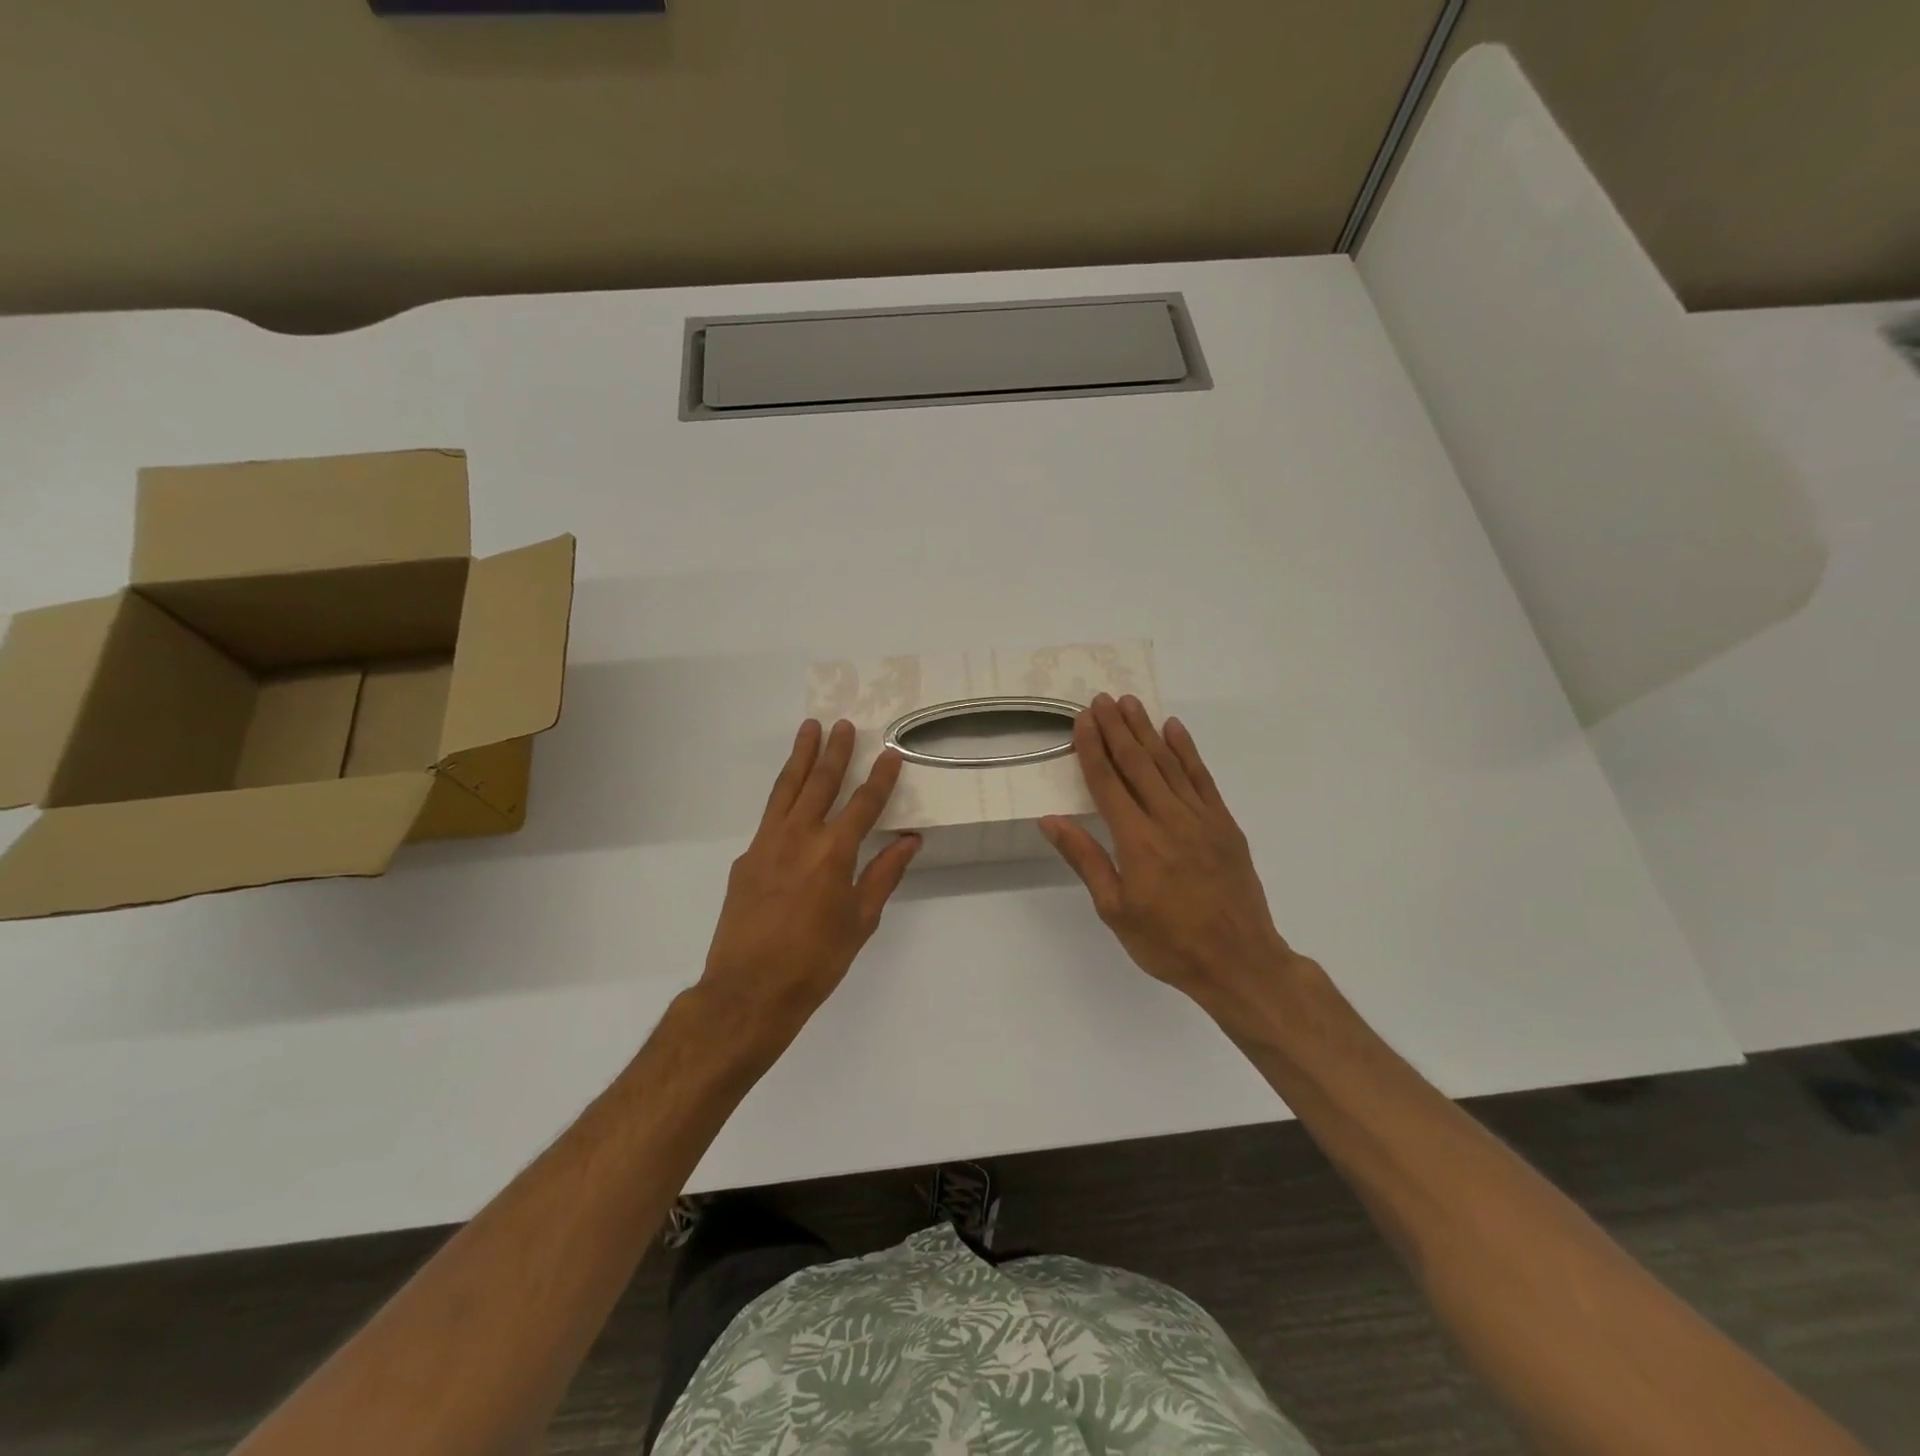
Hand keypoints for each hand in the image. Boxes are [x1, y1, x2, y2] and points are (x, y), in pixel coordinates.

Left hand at [699, 719, 920, 1052]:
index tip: (891, 753)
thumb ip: (884, 875)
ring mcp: (766, 844)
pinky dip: (782, 794)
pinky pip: (769, 815)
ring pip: (786, 789)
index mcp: (834, 853)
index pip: (864, 804)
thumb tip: (910, 841)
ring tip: (809, 729)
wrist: (748, 990)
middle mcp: (799, 837)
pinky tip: (789, 792)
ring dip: (801, 757)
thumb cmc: (815, 961)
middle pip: (820, 783)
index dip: (880, 777)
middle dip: (835, 752)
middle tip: (844, 724)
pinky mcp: (746, 857)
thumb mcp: (861, 921)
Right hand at [1040, 695, 1307, 1033]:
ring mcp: (1201, 819)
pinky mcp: (1225, 825)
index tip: (1082, 719)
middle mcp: (1169, 820)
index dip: (1092, 749)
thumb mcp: (1115, 910)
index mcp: (1137, 842)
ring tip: (1131, 703)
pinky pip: (1203, 779)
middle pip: (1138, 764)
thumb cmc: (1168, 943)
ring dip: (1148, 731)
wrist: (1239, 962)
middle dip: (1117, 729)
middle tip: (1102, 698)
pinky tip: (1175, 730)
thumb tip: (1052, 819)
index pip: (1108, 783)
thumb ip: (1086, 859)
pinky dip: (1188, 752)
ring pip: (1169, 764)